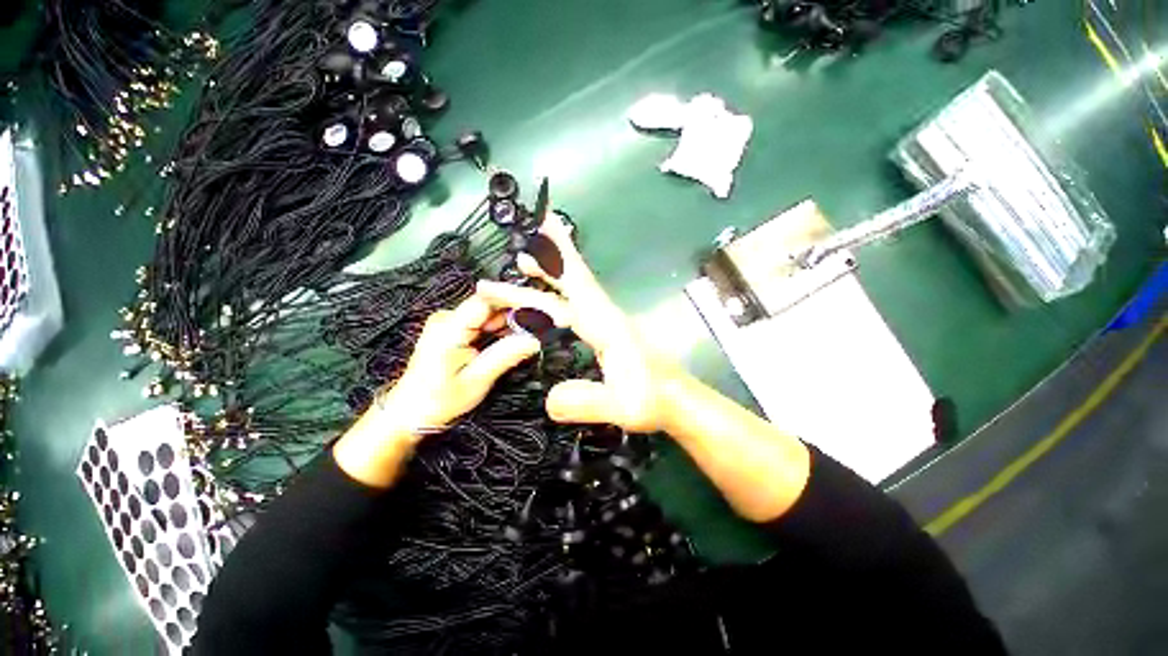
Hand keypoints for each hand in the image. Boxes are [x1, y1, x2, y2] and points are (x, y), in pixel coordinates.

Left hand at [334, 291, 540, 487]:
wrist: (408, 413)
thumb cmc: (437, 401)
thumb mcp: (475, 382)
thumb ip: (505, 357)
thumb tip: (534, 341)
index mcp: (449, 327)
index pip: (487, 300)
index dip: (515, 300)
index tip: (542, 309)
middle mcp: (449, 318)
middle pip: (491, 306)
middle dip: (518, 314)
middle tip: (544, 325)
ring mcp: (451, 324)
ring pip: (490, 315)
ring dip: (512, 323)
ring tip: (536, 332)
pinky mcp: (455, 331)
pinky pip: (484, 324)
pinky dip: (502, 331)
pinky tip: (517, 338)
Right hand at [476, 213, 680, 433]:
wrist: (677, 401)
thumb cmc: (654, 400)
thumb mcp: (621, 406)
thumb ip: (585, 402)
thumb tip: (547, 401)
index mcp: (607, 324)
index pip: (579, 281)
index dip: (560, 253)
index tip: (546, 221)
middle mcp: (604, 317)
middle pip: (569, 286)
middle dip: (543, 267)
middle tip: (517, 253)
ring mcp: (604, 325)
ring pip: (569, 298)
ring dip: (545, 284)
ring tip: (522, 270)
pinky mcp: (603, 336)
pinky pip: (572, 312)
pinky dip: (553, 305)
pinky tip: (542, 311)